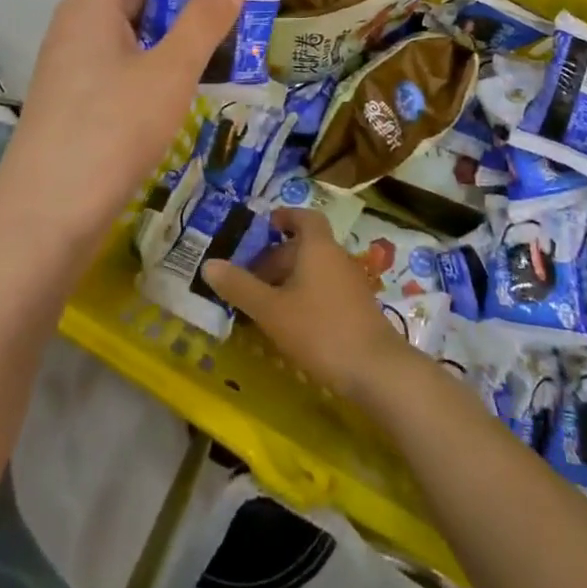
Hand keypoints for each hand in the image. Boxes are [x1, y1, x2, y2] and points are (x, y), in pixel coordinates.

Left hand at [0, 0, 243, 250]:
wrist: (44, 219)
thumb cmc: (111, 131)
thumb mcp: (169, 72)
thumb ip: (204, 21)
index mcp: (90, 5)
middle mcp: (77, 26)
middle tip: (230, 12)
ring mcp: (74, 66)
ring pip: (129, 29)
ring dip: (174, 31)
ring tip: (221, 51)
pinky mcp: (78, 101)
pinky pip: (122, 63)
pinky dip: (156, 63)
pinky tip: (187, 90)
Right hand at [203, 208, 417, 402]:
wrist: (377, 370)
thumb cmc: (320, 330)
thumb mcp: (272, 310)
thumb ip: (240, 287)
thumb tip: (209, 264)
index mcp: (317, 247)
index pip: (304, 217)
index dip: (285, 217)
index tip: (266, 225)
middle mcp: (337, 257)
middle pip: (305, 246)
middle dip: (278, 257)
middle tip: (251, 278)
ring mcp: (351, 283)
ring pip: (315, 270)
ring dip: (291, 280)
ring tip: (265, 304)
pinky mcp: (358, 309)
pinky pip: (326, 290)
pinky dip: (306, 297)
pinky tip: (292, 325)